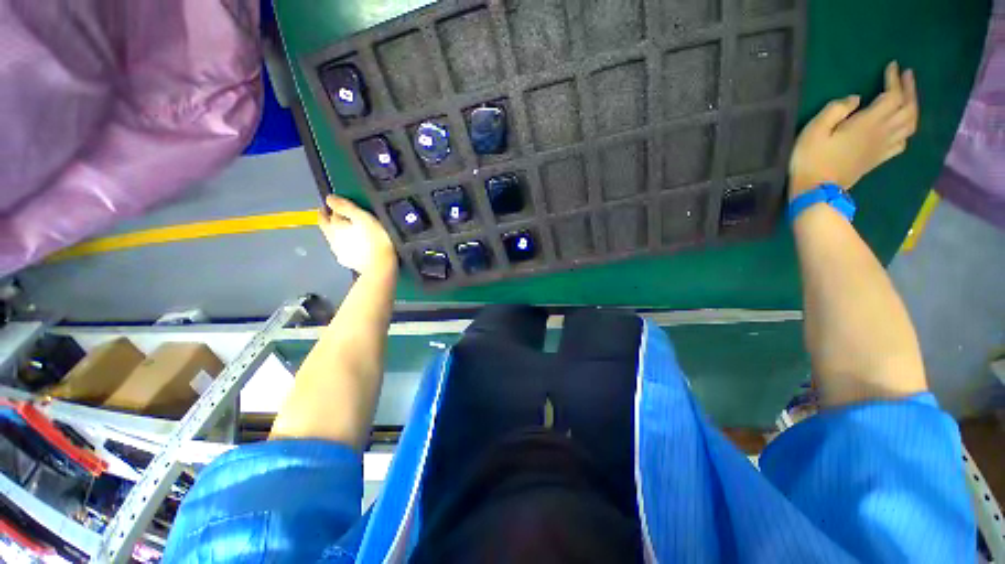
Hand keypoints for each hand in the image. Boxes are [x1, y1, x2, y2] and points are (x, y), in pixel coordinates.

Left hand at [318, 195, 396, 276]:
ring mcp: (338, 252)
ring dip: (336, 234)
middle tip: (332, 215)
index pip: (327, 213)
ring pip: (333, 238)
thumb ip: (345, 207)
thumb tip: (328, 198)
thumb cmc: (375, 239)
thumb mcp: (362, 217)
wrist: (380, 266)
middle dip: (327, 219)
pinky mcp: (347, 262)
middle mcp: (331, 238)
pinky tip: (352, 247)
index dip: (331, 207)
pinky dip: (345, 246)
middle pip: (325, 226)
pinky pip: (342, 250)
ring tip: (346, 232)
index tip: (334, 204)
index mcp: (334, 226)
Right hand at [788, 61, 918, 198]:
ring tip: (908, 97)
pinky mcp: (879, 159)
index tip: (893, 65)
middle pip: (908, 107)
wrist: (816, 191)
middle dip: (910, 89)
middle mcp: (882, 132)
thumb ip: (835, 110)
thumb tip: (855, 98)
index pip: (892, 95)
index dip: (894, 79)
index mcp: (868, 123)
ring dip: (913, 107)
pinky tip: (902, 126)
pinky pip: (902, 142)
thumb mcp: (814, 130)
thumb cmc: (811, 159)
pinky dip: (907, 130)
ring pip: (911, 124)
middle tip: (906, 75)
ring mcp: (882, 147)